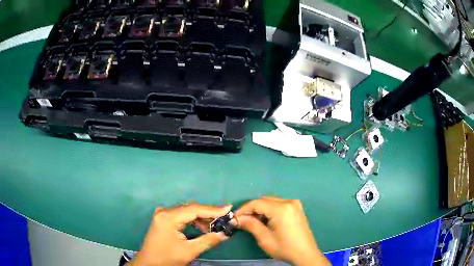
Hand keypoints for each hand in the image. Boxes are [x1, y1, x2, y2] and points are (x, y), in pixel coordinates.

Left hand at [128, 204, 231, 265]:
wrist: (149, 263)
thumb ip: (208, 240)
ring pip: (186, 211)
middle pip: (190, 209)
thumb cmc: (167, 258)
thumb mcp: (189, 251)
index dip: (213, 209)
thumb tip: (225, 234)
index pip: (194, 209)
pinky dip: (192, 220)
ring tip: (213, 226)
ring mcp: (162, 214)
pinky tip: (200, 227)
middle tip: (223, 219)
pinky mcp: (162, 219)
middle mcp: (164, 211)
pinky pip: (180, 215)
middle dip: (207, 214)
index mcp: (168, 217)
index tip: (228, 209)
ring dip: (200, 218)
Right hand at [235, 197, 329, 265]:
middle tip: (243, 221)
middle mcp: (289, 202)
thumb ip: (250, 225)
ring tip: (254, 222)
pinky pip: (279, 204)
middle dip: (252, 209)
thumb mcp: (265, 238)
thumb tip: (237, 219)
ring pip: (271, 201)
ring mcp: (295, 204)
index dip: (243, 209)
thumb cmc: (284, 248)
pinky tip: (267, 221)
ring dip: (261, 210)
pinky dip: (270, 210)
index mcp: (281, 209)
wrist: (305, 254)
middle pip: (264, 200)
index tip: (234, 218)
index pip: (256, 203)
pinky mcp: (297, 209)